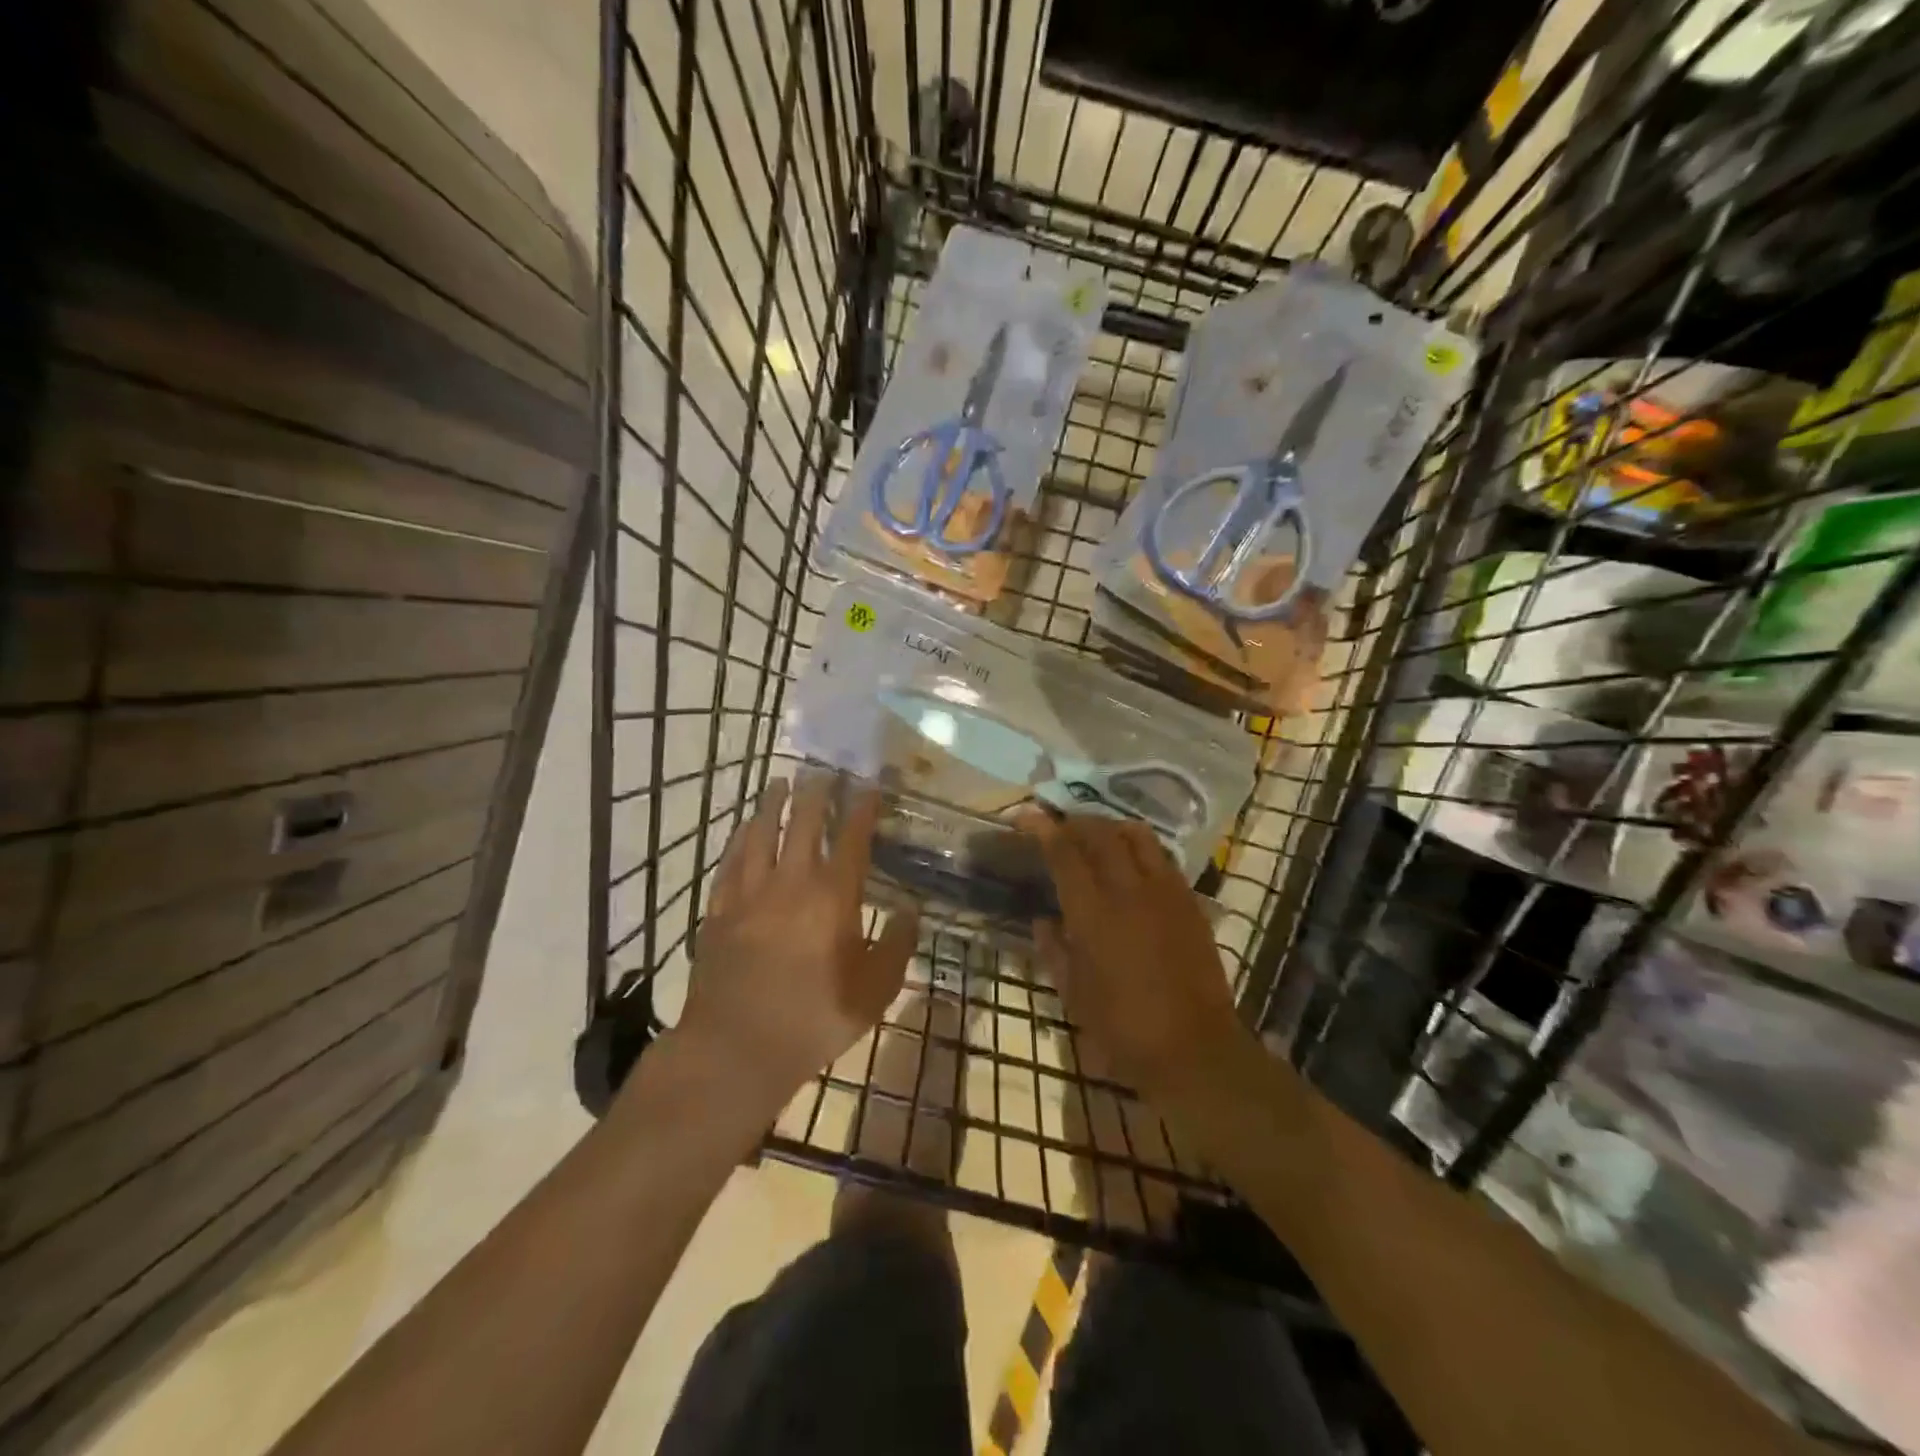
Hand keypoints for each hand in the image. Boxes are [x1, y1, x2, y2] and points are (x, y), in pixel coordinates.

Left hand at [677, 774, 919, 1109]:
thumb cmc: (814, 1021)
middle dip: (817, 792)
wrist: (736, 1049)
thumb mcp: (874, 992)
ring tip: (781, 782)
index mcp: (833, 898)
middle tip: (824, 770)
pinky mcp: (720, 909)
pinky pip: (730, 861)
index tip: (868, 785)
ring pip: (761, 833)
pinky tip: (744, 828)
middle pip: (804, 823)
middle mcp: (791, 883)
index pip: (852, 838)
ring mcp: (750, 893)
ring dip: (773, 804)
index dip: (862, 808)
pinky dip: (740, 838)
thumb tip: (910, 909)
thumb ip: (896, 946)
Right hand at [1028, 816, 1251, 1108]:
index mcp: (1094, 914)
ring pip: (1137, 836)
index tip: (1026, 817)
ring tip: (1096, 836)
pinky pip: (1163, 857)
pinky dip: (1140, 848)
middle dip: (1075, 821)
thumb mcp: (1074, 995)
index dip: (1042, 829)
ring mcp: (1165, 892)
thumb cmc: (1124, 1030)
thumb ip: (1054, 950)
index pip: (1064, 853)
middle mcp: (1129, 891)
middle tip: (1059, 826)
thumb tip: (1043, 920)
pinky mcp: (1190, 902)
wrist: (1196, 1050)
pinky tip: (1131, 863)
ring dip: (1110, 827)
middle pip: (1100, 834)